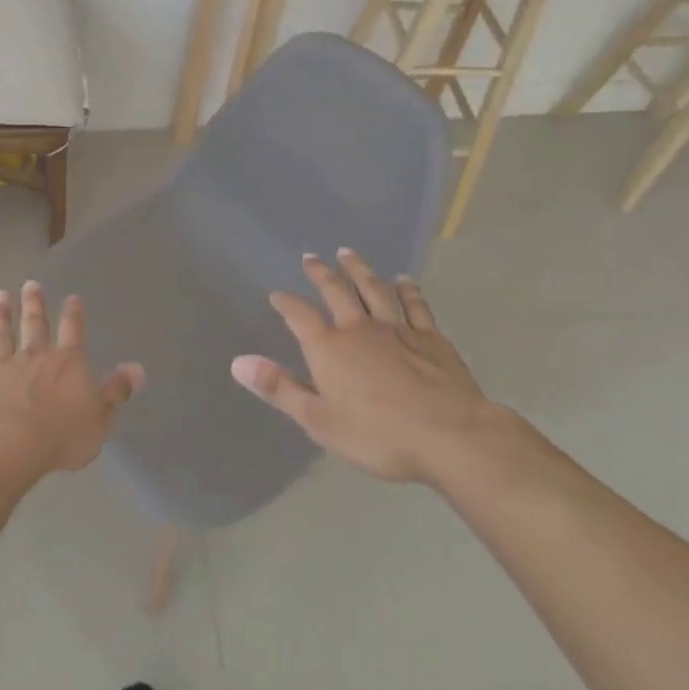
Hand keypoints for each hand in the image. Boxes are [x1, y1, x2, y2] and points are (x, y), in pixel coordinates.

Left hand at [0, 281, 144, 481]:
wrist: (8, 444)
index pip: (73, 332)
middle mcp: (34, 357)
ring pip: (1, 335)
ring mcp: (2, 367)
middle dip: (34, 304)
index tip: (72, 296)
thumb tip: (137, 367)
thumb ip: (116, 391)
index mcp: (66, 364)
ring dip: (0, 316)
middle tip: (31, 284)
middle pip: (35, 325)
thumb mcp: (100, 418)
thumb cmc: (60, 435)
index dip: (74, 314)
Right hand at [231, 249, 494, 485]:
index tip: (277, 295)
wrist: (450, 436)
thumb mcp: (318, 420)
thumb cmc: (378, 435)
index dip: (286, 303)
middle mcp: (358, 328)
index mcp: (329, 348)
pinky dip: (407, 290)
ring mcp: (397, 329)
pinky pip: (415, 305)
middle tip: (311, 257)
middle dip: (321, 273)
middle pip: (336, 291)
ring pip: (373, 289)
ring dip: (359, 270)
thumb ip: (279, 388)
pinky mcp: (430, 338)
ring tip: (348, 253)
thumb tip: (238, 363)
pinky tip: (404, 280)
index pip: (299, 316)